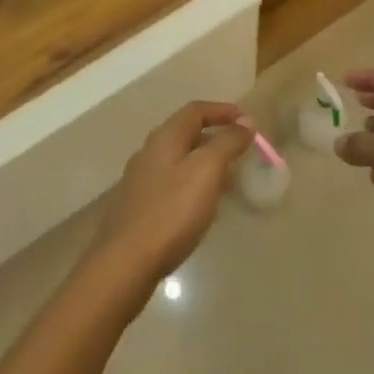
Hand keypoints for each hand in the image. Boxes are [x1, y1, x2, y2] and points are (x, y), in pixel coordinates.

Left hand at [87, 101, 251, 294]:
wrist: (125, 264)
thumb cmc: (171, 212)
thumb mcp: (207, 170)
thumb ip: (227, 142)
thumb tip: (245, 122)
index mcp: (165, 137)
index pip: (197, 110)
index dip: (224, 111)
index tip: (248, 123)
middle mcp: (149, 151)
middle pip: (187, 133)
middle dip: (216, 137)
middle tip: (241, 152)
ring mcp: (141, 179)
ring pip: (179, 159)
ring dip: (206, 162)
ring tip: (228, 180)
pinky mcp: (138, 206)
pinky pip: (172, 183)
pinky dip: (193, 184)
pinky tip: (202, 206)